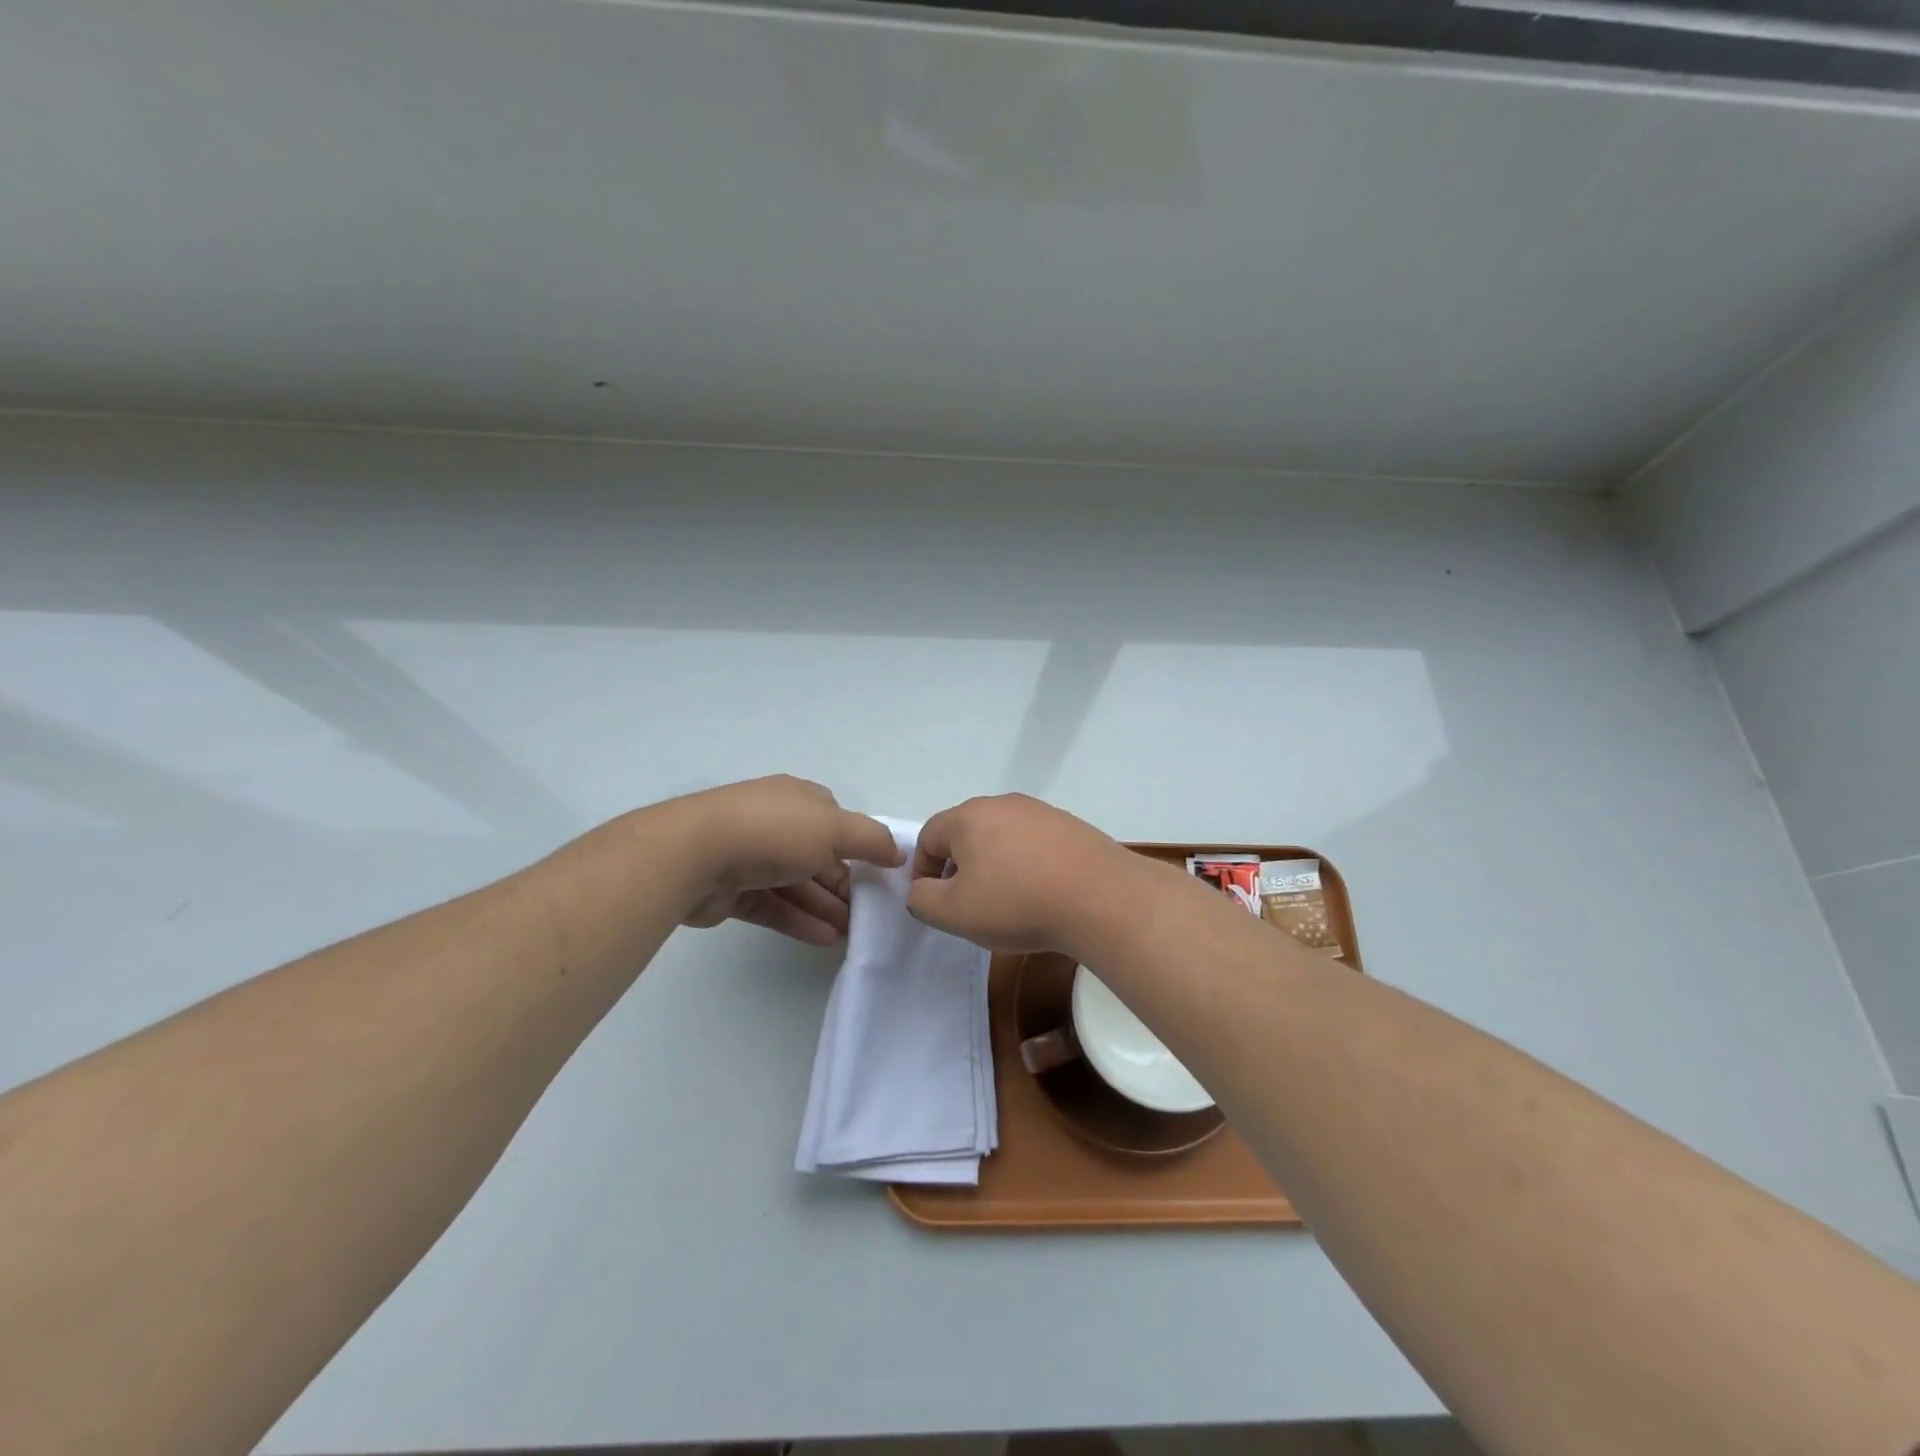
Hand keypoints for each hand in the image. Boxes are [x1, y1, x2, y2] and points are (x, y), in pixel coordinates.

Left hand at [677, 775, 902, 945]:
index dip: (859, 846)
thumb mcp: (834, 828)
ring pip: (796, 884)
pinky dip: (799, 920)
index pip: (836, 821)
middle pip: (818, 856)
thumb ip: (871, 840)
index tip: (880, 875)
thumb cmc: (772, 832)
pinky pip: (773, 906)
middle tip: (869, 914)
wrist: (693, 854)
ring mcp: (750, 857)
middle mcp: (775, 824)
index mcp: (798, 800)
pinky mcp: (732, 891)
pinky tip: (824, 939)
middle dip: (844, 884)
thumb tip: (898, 852)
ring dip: (825, 907)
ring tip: (851, 934)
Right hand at [906, 793, 1135, 952]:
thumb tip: (922, 888)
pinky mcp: (1071, 826)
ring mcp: (1041, 812)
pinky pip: (1035, 843)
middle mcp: (1003, 804)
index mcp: (968, 817)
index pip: (928, 836)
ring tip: (1008, 901)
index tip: (935, 901)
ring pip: (1002, 837)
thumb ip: (922, 899)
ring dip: (995, 865)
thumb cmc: (1017, 903)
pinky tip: (1042, 893)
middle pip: (966, 833)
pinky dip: (1028, 865)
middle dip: (960, 867)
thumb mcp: (954, 913)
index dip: (923, 870)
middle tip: (969, 903)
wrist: (1100, 898)